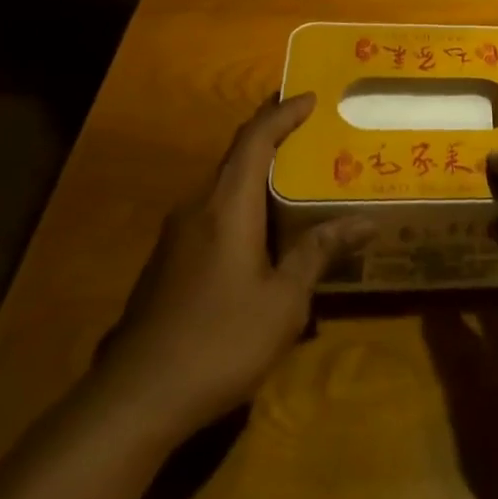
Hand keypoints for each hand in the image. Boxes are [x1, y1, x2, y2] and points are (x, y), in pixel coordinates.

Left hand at [96, 93, 373, 437]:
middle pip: (236, 155)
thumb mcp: (283, 301)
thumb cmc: (219, 341)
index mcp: (227, 205)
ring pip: (221, 185)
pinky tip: (259, 232)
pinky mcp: (166, 263)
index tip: (311, 97)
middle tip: (309, 130)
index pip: (256, 138)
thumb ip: (319, 253)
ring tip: (293, 176)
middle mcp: (197, 206)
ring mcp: (175, 235)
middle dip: (271, 135)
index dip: (283, 113)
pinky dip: (240, 202)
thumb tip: (364, 221)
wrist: (133, 401)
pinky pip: (210, 212)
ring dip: (255, 172)